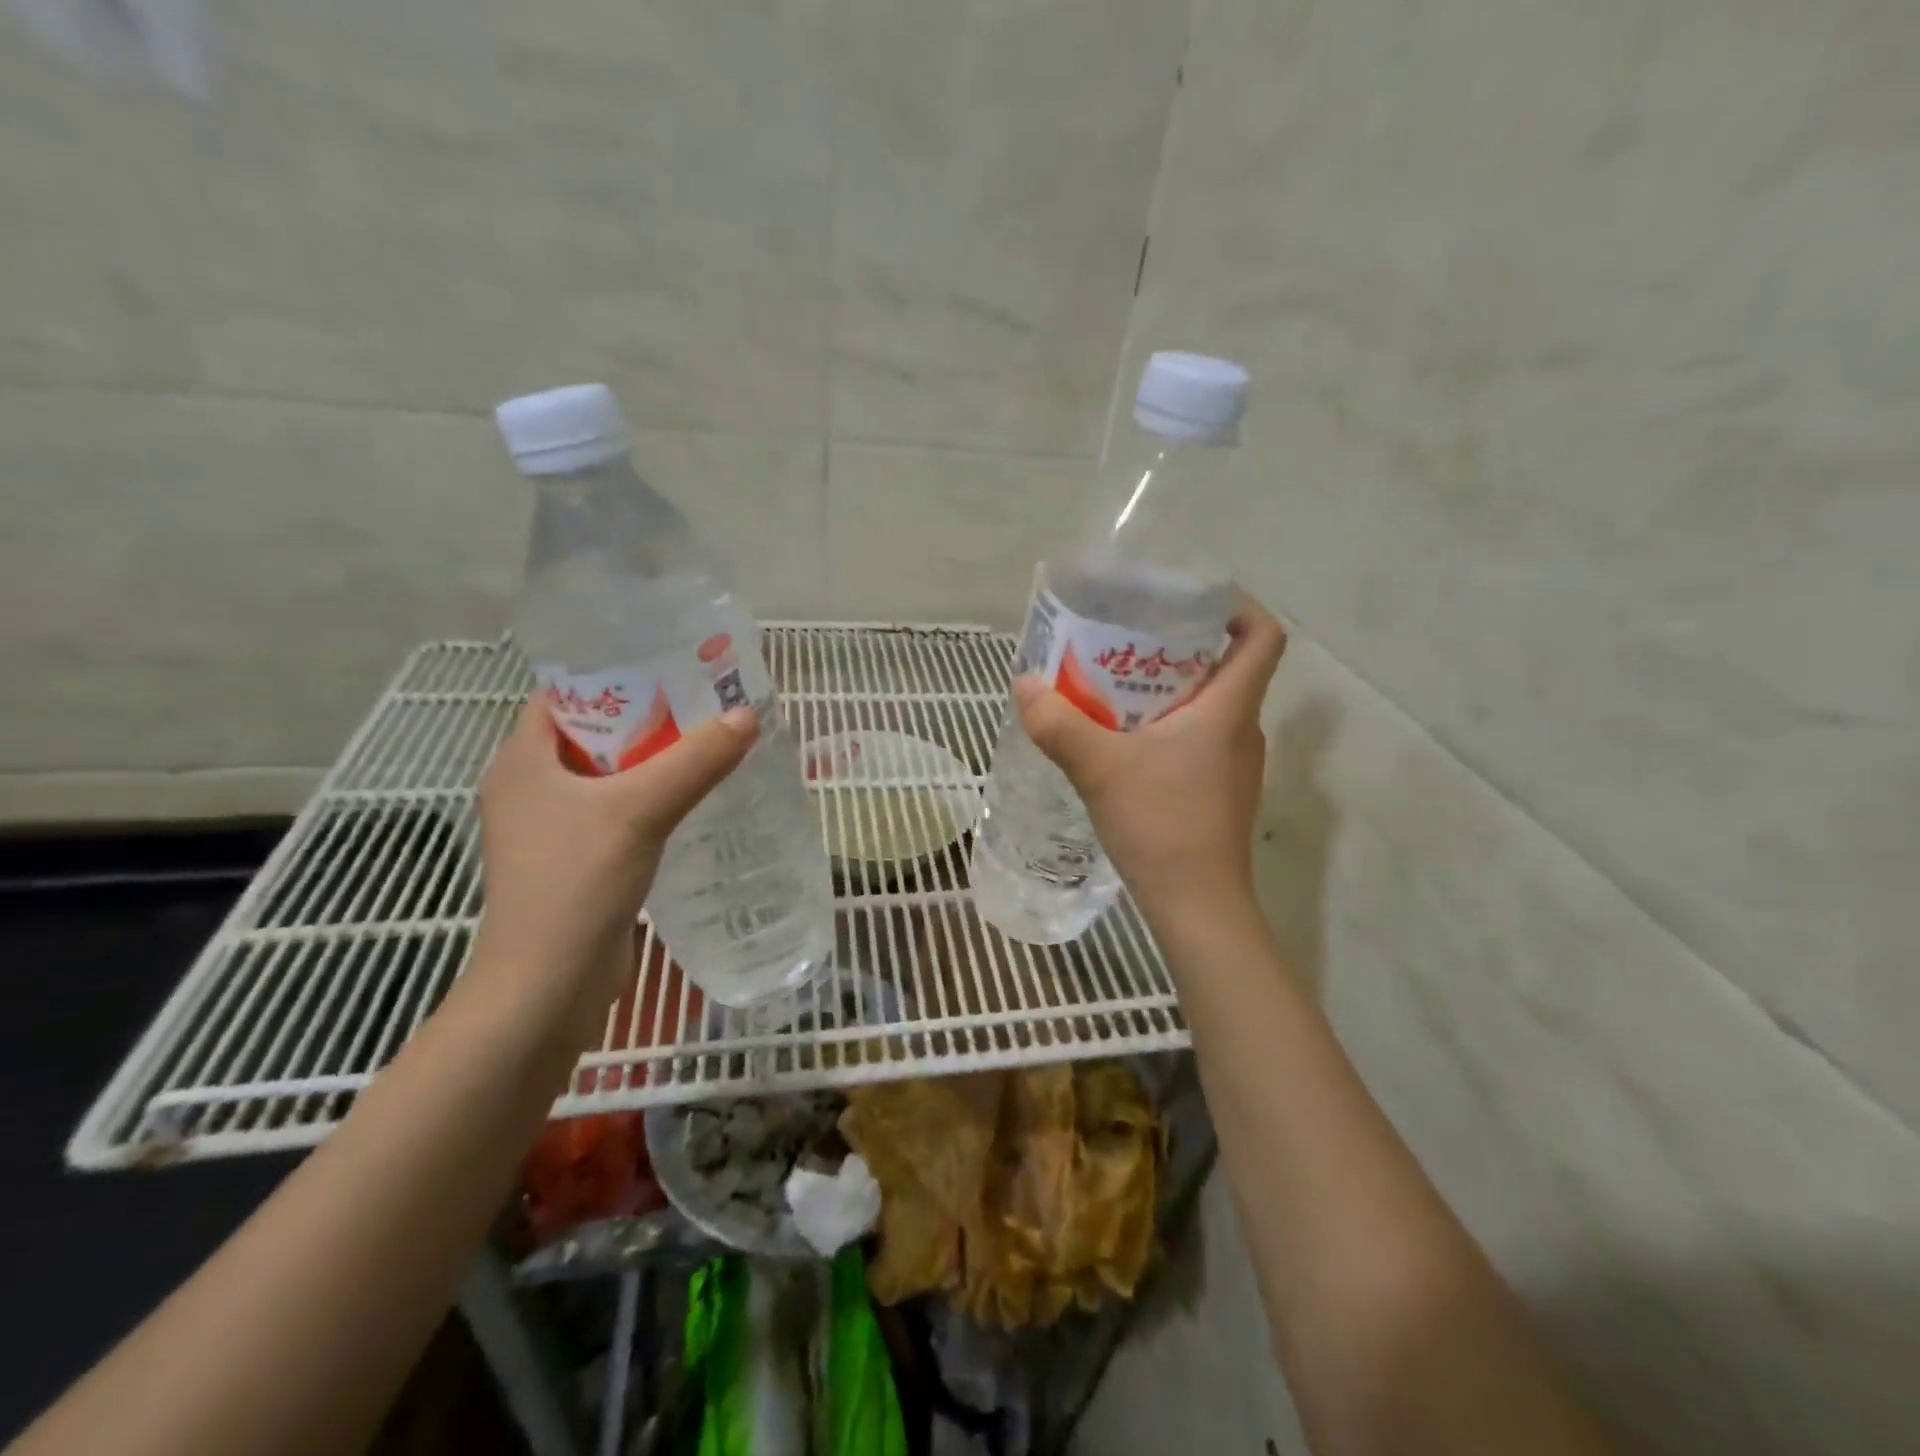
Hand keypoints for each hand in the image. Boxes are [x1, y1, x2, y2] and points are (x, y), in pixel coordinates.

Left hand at [472, 697, 757, 1012]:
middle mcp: (529, 788)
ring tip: (709, 745)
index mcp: (521, 761)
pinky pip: (617, 813)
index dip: (613, 675)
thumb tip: (748, 716)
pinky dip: (651, 801)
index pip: (563, 695)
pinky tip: (693, 801)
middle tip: (704, 705)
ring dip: (653, 763)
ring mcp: (550, 829)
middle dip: (647, 719)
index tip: (671, 668)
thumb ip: (695, 761)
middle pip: (593, 734)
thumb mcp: (640, 811)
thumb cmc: (576, 884)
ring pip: (608, 777)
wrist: (547, 988)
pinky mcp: (574, 861)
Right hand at [1014, 593, 1286, 918]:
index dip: (1238, 608)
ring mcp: (1234, 765)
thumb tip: (1025, 684)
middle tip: (1127, 642)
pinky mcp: (1219, 793)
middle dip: (1179, 649)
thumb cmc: (1161, 825)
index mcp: (1229, 710)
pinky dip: (1166, 729)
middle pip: (1226, 669)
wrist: (1197, 905)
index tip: (1193, 600)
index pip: (1262, 637)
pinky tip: (1123, 743)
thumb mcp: (1099, 768)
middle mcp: (1241, 731)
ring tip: (1114, 689)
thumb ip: (1058, 723)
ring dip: (1168, 692)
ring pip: (1209, 708)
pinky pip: (1198, 741)